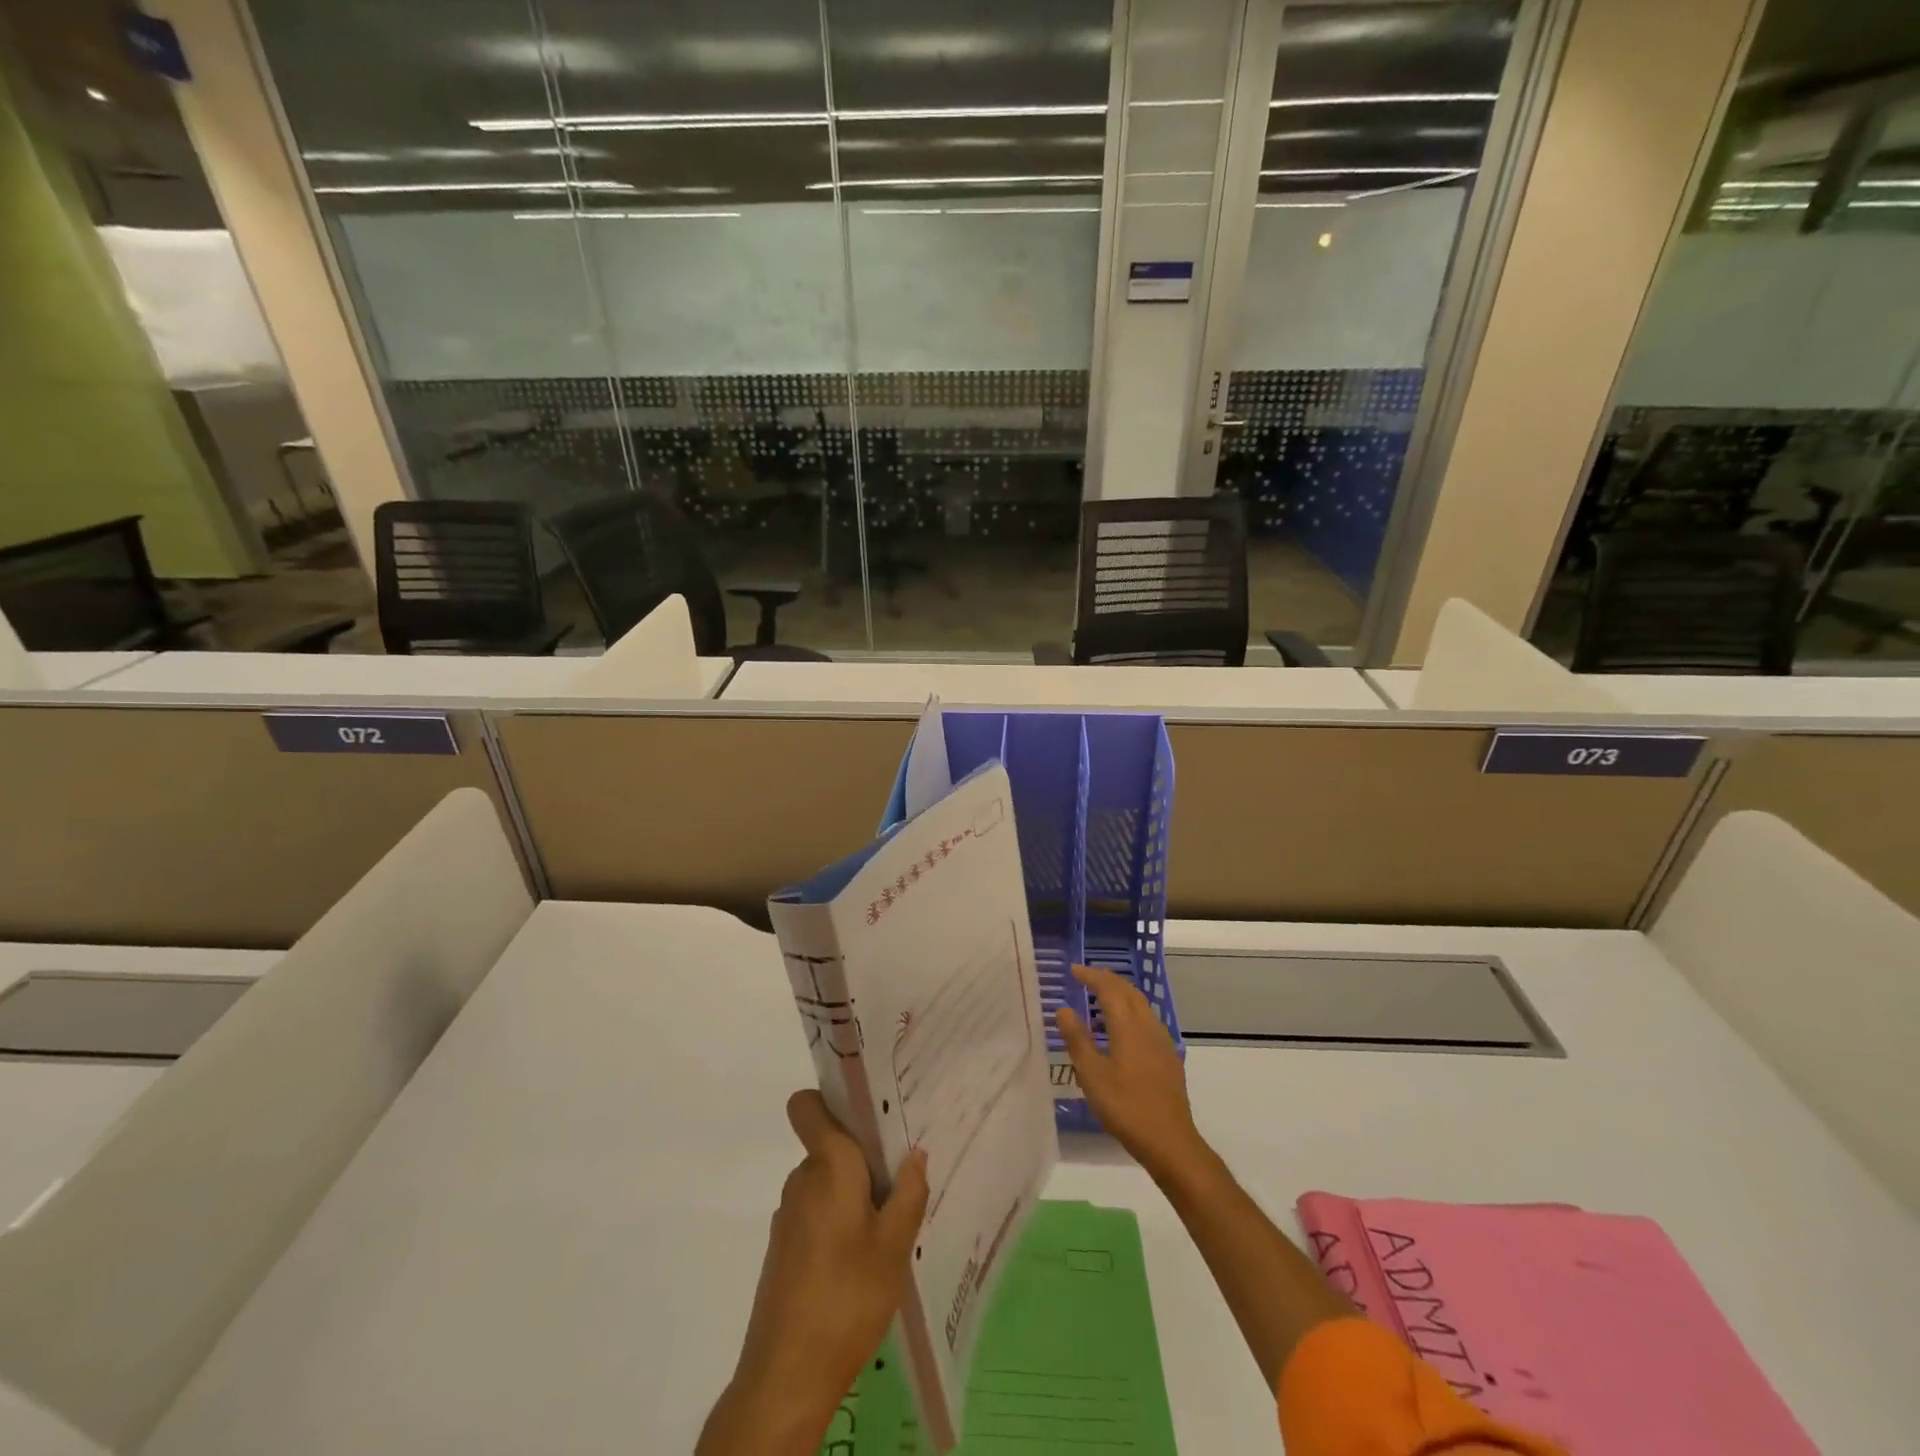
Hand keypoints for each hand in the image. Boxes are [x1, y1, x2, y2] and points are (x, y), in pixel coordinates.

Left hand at [698, 1090, 928, 1454]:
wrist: (787, 1377)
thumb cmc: (847, 1297)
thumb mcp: (895, 1246)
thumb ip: (909, 1193)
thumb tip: (914, 1153)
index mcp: (827, 1165)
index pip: (807, 1106)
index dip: (830, 1097)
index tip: (867, 1109)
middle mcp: (802, 1180)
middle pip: (830, 1145)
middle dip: (863, 1155)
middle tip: (902, 1174)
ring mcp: (789, 1216)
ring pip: (826, 1182)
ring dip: (854, 1192)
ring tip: (890, 1222)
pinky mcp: (784, 1249)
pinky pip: (817, 1212)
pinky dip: (839, 1221)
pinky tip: (863, 1258)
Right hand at [1055, 964, 1207, 1184]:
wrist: (1170, 1141)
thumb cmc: (1126, 1107)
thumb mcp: (1092, 1075)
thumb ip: (1077, 1039)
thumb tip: (1064, 1009)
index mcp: (1129, 1026)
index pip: (1109, 989)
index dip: (1091, 976)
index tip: (1074, 970)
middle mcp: (1148, 1026)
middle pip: (1128, 991)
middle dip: (1107, 979)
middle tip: (1086, 976)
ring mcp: (1162, 1041)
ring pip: (1141, 1004)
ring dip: (1120, 993)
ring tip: (1100, 997)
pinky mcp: (1168, 1056)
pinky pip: (1147, 1019)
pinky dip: (1131, 1010)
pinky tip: (1122, 1028)